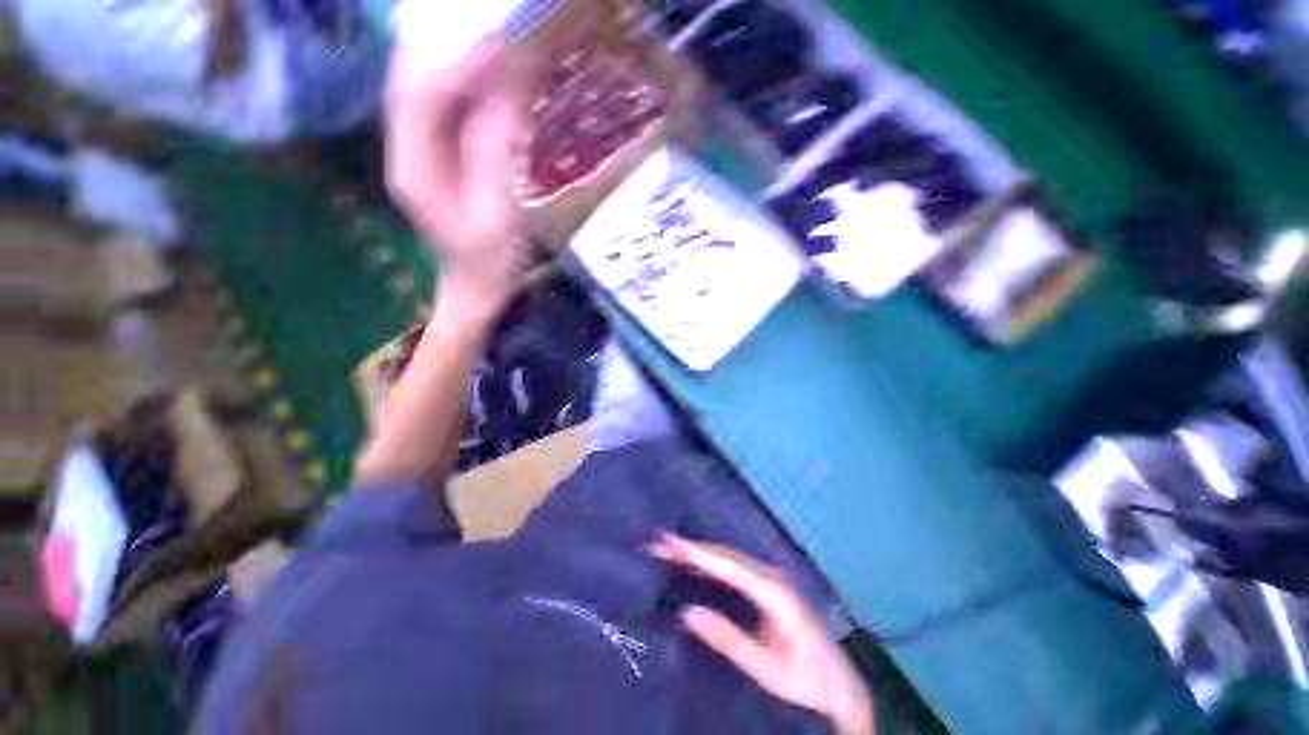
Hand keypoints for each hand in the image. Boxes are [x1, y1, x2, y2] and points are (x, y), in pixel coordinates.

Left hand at [385, 40, 530, 325]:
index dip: (459, 64)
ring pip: (434, 86)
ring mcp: (424, 149)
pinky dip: (476, 84)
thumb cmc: (490, 262)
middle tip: (496, 27)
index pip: (422, 97)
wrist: (479, 285)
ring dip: (464, 60)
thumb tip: (503, 96)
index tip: (499, 42)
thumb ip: (494, 157)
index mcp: (414, 169)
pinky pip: (454, 106)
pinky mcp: (444, 152)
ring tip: (502, 40)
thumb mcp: (497, 216)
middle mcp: (409, 148)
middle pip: (417, 79)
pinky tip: (501, 75)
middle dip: (454, 47)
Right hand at [649, 533, 874, 734]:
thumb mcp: (767, 669)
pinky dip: (712, 562)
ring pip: (730, 557)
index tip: (669, 541)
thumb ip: (729, 640)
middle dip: (692, 547)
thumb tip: (688, 612)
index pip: (728, 565)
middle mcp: (773, 576)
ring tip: (670, 548)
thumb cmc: (805, 681)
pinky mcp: (770, 584)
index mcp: (775, 593)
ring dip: (700, 552)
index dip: (697, 552)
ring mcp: (773, 577)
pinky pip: (735, 566)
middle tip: (659, 543)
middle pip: (726, 555)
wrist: (842, 685)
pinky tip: (696, 564)